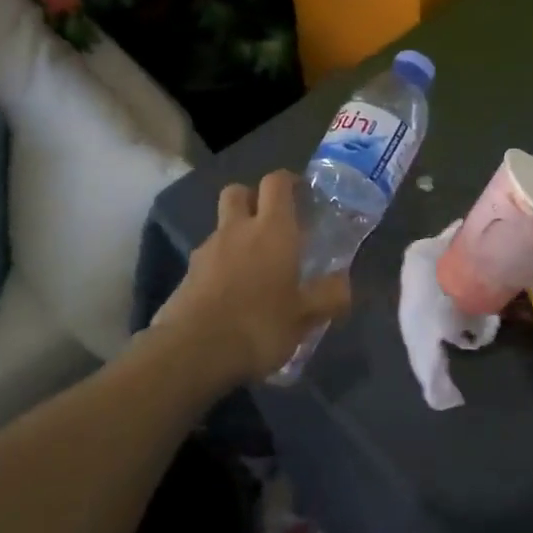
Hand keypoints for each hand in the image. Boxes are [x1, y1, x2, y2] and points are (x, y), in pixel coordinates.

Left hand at [158, 172, 351, 383]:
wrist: (193, 351)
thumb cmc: (259, 325)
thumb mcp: (305, 317)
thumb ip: (329, 296)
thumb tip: (344, 283)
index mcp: (272, 230)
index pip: (276, 183)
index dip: (288, 181)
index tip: (301, 192)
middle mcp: (237, 230)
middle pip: (238, 191)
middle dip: (253, 197)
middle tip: (271, 220)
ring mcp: (207, 250)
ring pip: (221, 225)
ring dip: (236, 233)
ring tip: (253, 265)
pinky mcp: (187, 274)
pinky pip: (207, 256)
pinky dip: (220, 263)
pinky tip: (231, 292)